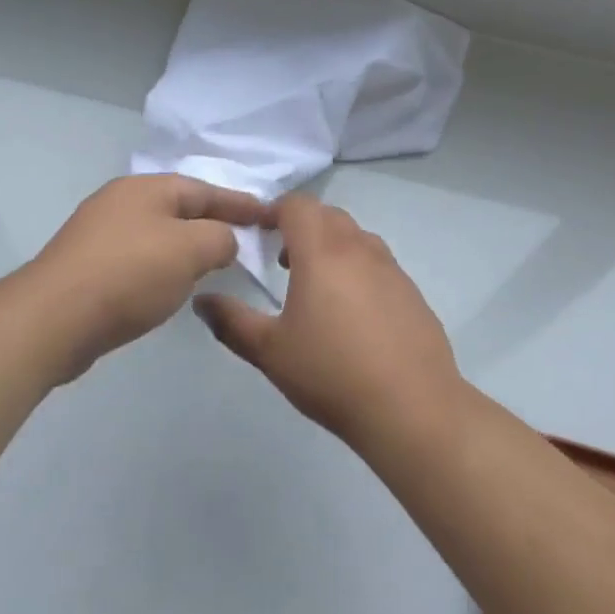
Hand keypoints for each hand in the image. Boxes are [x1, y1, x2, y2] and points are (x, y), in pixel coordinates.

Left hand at [24, 175, 272, 380]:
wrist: (53, 319)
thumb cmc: (129, 274)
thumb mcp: (190, 250)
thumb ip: (219, 238)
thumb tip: (222, 241)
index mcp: (146, 188)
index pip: (205, 189)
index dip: (240, 204)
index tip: (270, 216)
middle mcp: (120, 201)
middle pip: (179, 208)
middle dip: (213, 223)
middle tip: (244, 242)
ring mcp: (99, 233)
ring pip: (158, 234)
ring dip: (187, 247)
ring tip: (213, 266)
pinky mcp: (87, 266)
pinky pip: (138, 259)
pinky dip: (162, 267)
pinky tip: (169, 288)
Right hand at [194, 194, 461, 445]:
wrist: (412, 408)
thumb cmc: (332, 373)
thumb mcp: (270, 351)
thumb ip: (231, 321)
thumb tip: (202, 301)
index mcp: (321, 251)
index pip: (297, 205)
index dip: (274, 210)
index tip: (258, 232)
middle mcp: (358, 248)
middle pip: (327, 215)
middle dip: (302, 226)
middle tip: (283, 260)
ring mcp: (391, 268)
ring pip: (356, 236)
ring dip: (332, 245)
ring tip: (317, 285)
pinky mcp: (412, 291)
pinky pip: (378, 262)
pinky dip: (358, 268)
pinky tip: (353, 313)